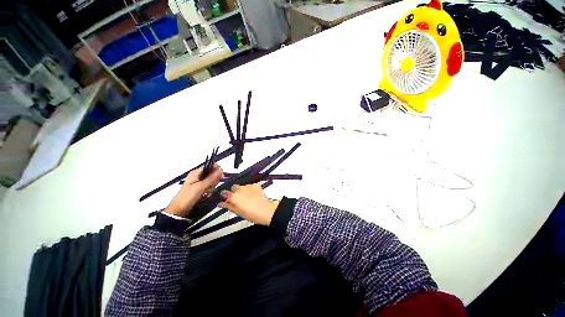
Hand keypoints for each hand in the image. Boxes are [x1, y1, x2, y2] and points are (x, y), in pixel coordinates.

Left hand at [164, 165, 222, 216]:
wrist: (179, 210)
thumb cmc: (188, 197)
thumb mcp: (200, 187)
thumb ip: (211, 178)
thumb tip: (221, 169)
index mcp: (196, 173)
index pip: (210, 166)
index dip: (217, 170)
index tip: (220, 176)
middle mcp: (198, 176)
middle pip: (212, 173)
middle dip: (214, 180)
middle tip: (211, 186)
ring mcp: (199, 182)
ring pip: (212, 181)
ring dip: (212, 186)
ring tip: (206, 192)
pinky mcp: (200, 188)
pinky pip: (209, 187)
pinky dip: (209, 190)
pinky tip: (206, 194)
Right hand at [219, 184, 279, 225]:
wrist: (265, 210)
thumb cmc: (251, 214)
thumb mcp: (237, 212)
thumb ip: (228, 206)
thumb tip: (221, 203)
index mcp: (233, 196)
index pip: (224, 192)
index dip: (225, 196)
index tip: (227, 199)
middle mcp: (240, 189)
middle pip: (234, 187)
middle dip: (234, 192)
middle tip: (238, 199)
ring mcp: (248, 186)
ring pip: (242, 186)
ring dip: (243, 190)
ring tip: (247, 197)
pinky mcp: (256, 185)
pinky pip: (250, 186)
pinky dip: (250, 189)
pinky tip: (253, 194)